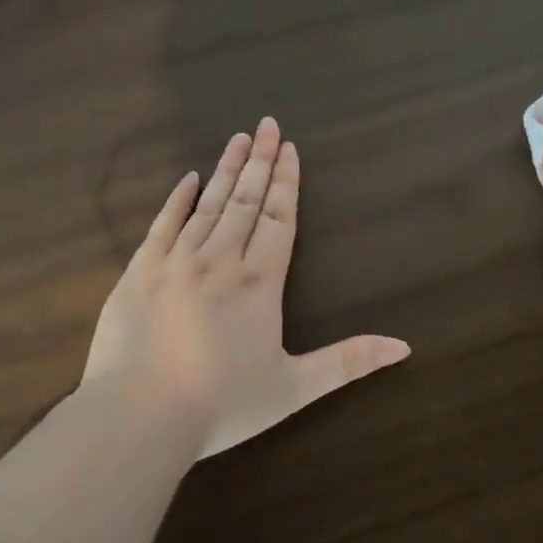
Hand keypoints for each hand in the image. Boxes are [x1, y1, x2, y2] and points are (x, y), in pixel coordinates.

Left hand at [82, 117, 410, 457]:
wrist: (138, 418)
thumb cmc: (222, 405)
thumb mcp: (294, 388)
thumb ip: (348, 363)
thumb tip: (404, 347)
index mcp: (259, 282)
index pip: (279, 218)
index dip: (287, 182)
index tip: (290, 149)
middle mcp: (220, 260)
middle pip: (246, 200)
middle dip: (260, 161)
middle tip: (267, 124)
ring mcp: (175, 262)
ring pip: (208, 204)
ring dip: (227, 170)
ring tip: (238, 138)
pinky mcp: (139, 273)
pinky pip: (162, 224)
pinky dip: (178, 199)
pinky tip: (189, 178)